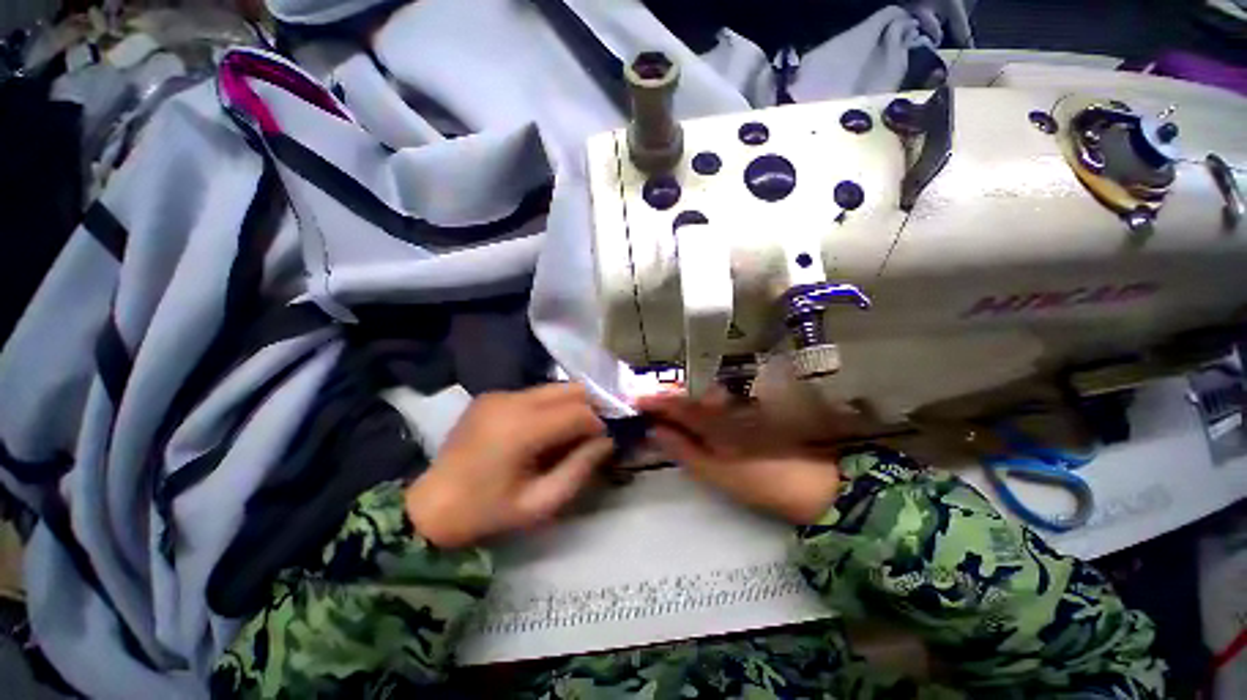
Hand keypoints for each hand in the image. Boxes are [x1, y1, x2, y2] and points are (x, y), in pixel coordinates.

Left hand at [405, 384, 613, 547]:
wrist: (429, 507)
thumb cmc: (487, 513)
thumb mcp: (540, 503)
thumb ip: (580, 468)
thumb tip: (608, 440)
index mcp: (521, 429)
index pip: (579, 411)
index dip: (600, 424)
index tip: (607, 441)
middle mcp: (511, 400)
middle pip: (570, 389)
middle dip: (592, 407)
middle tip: (597, 431)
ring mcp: (499, 394)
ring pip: (555, 388)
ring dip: (572, 405)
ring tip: (574, 431)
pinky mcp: (492, 395)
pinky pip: (536, 393)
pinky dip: (552, 406)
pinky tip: (546, 429)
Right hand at [636, 389, 842, 524]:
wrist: (813, 484)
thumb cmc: (761, 481)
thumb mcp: (716, 472)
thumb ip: (683, 449)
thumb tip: (654, 430)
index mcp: (713, 420)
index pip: (676, 404)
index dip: (653, 401)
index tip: (632, 400)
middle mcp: (722, 407)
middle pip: (686, 397)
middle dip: (662, 399)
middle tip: (641, 405)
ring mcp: (735, 410)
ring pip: (698, 400)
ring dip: (677, 403)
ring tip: (658, 411)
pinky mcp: (743, 416)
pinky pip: (711, 407)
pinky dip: (694, 410)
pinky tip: (686, 417)